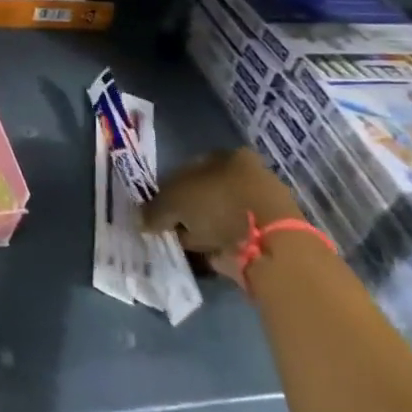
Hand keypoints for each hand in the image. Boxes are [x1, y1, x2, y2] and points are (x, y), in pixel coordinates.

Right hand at [142, 148, 299, 285]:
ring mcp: (259, 206)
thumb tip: (143, 220)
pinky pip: (231, 238)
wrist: (269, 245)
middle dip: (186, 211)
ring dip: (201, 230)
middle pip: (204, 193)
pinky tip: (201, 256)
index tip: (157, 209)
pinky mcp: (267, 235)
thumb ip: (154, 210)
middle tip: (168, 227)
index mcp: (229, 156)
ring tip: (184, 245)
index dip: (169, 188)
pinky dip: (216, 247)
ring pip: (218, 216)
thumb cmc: (218, 206)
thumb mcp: (173, 202)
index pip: (189, 168)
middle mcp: (247, 176)